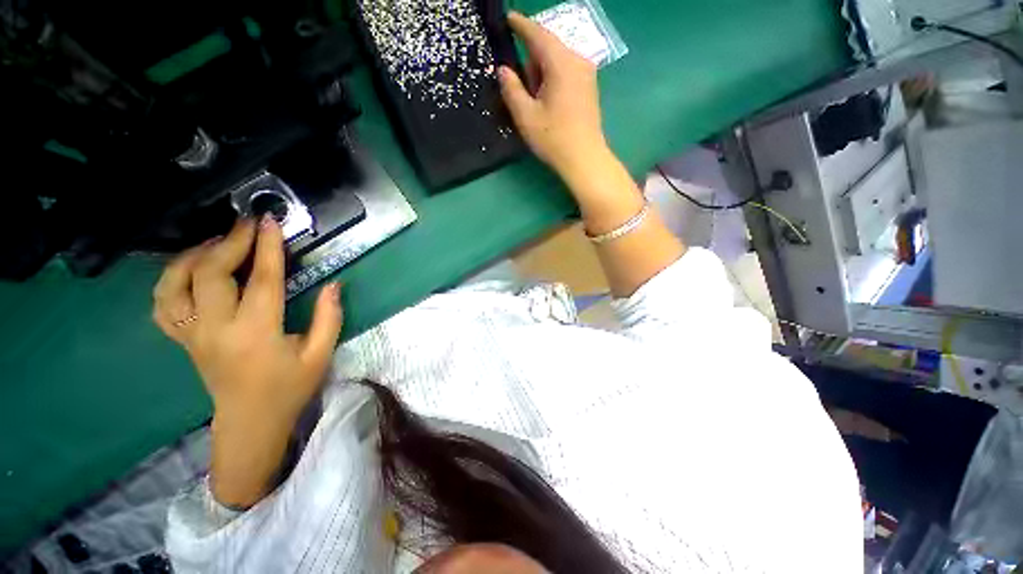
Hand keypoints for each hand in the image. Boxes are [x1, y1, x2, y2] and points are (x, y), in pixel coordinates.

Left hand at [152, 216, 342, 505]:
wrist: (250, 420)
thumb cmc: (289, 387)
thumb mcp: (320, 354)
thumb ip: (329, 317)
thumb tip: (334, 284)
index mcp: (256, 333)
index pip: (262, 280)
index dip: (267, 248)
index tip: (270, 222)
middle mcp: (216, 329)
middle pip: (210, 274)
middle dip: (230, 243)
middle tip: (248, 225)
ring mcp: (191, 334)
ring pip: (175, 284)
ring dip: (194, 256)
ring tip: (217, 243)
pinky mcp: (182, 339)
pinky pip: (162, 303)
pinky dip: (171, 280)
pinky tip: (191, 271)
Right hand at [498, 12, 608, 182]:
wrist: (584, 159)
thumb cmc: (553, 138)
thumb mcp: (525, 116)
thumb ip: (511, 89)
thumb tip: (503, 69)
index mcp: (560, 63)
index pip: (537, 34)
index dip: (520, 25)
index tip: (508, 18)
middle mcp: (577, 61)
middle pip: (548, 48)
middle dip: (531, 61)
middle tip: (521, 90)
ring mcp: (587, 74)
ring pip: (557, 61)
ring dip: (542, 74)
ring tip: (535, 103)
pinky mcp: (589, 88)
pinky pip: (566, 72)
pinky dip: (553, 80)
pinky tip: (548, 103)